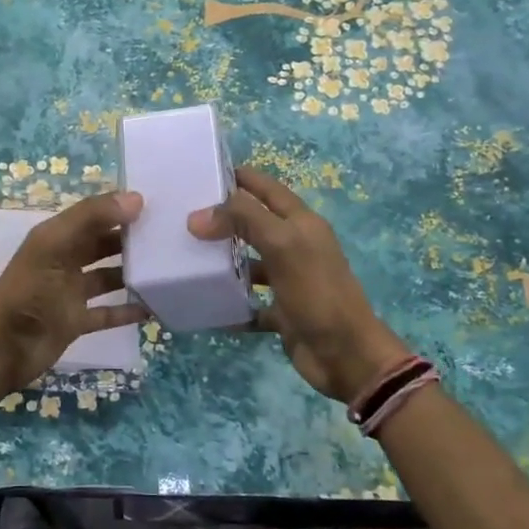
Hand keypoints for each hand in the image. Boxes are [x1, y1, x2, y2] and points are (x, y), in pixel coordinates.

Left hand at [0, 192, 149, 393]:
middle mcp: (63, 261)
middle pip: (101, 245)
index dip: (119, 208)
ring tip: (166, 268)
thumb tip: (136, 198)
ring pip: (107, 277)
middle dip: (129, 239)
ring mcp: (70, 293)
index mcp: (54, 237)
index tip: (157, 205)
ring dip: (131, 273)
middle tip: (168, 235)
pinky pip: (108, 312)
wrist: (4, 349)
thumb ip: (91, 218)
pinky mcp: (76, 322)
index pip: (92, 215)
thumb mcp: (55, 246)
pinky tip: (153, 306)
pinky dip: (127, 310)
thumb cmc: (28, 292)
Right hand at [188, 167, 409, 404]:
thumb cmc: (317, 293)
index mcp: (302, 224)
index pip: (267, 189)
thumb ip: (243, 220)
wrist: (347, 356)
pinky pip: (250, 302)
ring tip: (185, 257)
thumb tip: (198, 216)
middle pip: (255, 224)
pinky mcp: (282, 312)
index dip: (240, 177)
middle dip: (223, 219)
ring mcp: (289, 281)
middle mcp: (296, 247)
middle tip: (182, 216)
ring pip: (250, 262)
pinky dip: (230, 303)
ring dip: (223, 260)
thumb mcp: (282, 245)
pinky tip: (205, 302)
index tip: (201, 173)